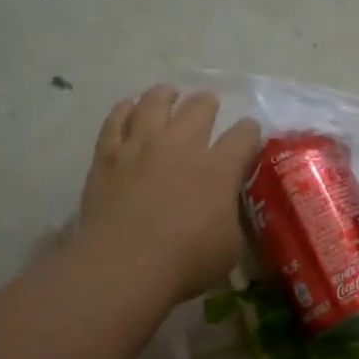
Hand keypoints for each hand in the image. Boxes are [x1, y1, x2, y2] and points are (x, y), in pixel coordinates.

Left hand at [80, 85, 262, 300]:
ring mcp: (141, 147)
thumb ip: (229, 219)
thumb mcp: (229, 247)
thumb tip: (224, 211)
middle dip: (208, 104)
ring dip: (165, 96)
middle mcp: (181, 146)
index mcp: (218, 169)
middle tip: (208, 107)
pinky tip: (128, 107)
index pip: (243, 136)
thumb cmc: (186, 262)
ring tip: (168, 94)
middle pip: (199, 108)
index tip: (250, 133)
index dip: (250, 131)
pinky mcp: (107, 156)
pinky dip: (124, 110)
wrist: (124, 264)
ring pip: (154, 103)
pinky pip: (115, 121)